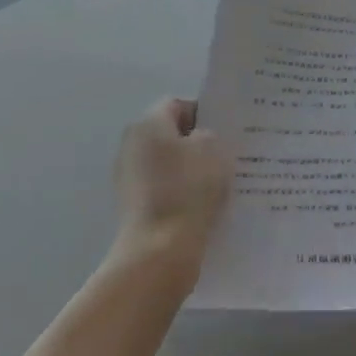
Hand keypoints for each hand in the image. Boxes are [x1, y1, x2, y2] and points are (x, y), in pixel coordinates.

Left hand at [113, 98, 232, 271]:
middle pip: (170, 134)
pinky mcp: (133, 204)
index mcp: (148, 124)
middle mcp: (132, 144)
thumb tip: (198, 139)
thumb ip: (208, 134)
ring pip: (168, 163)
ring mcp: (129, 176)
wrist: (160, 250)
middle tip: (227, 155)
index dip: (204, 113)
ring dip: (190, 169)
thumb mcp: (212, 148)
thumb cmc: (188, 190)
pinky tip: (203, 205)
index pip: (177, 105)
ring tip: (220, 183)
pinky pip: (163, 188)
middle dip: (197, 142)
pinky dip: (181, 192)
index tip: (226, 131)